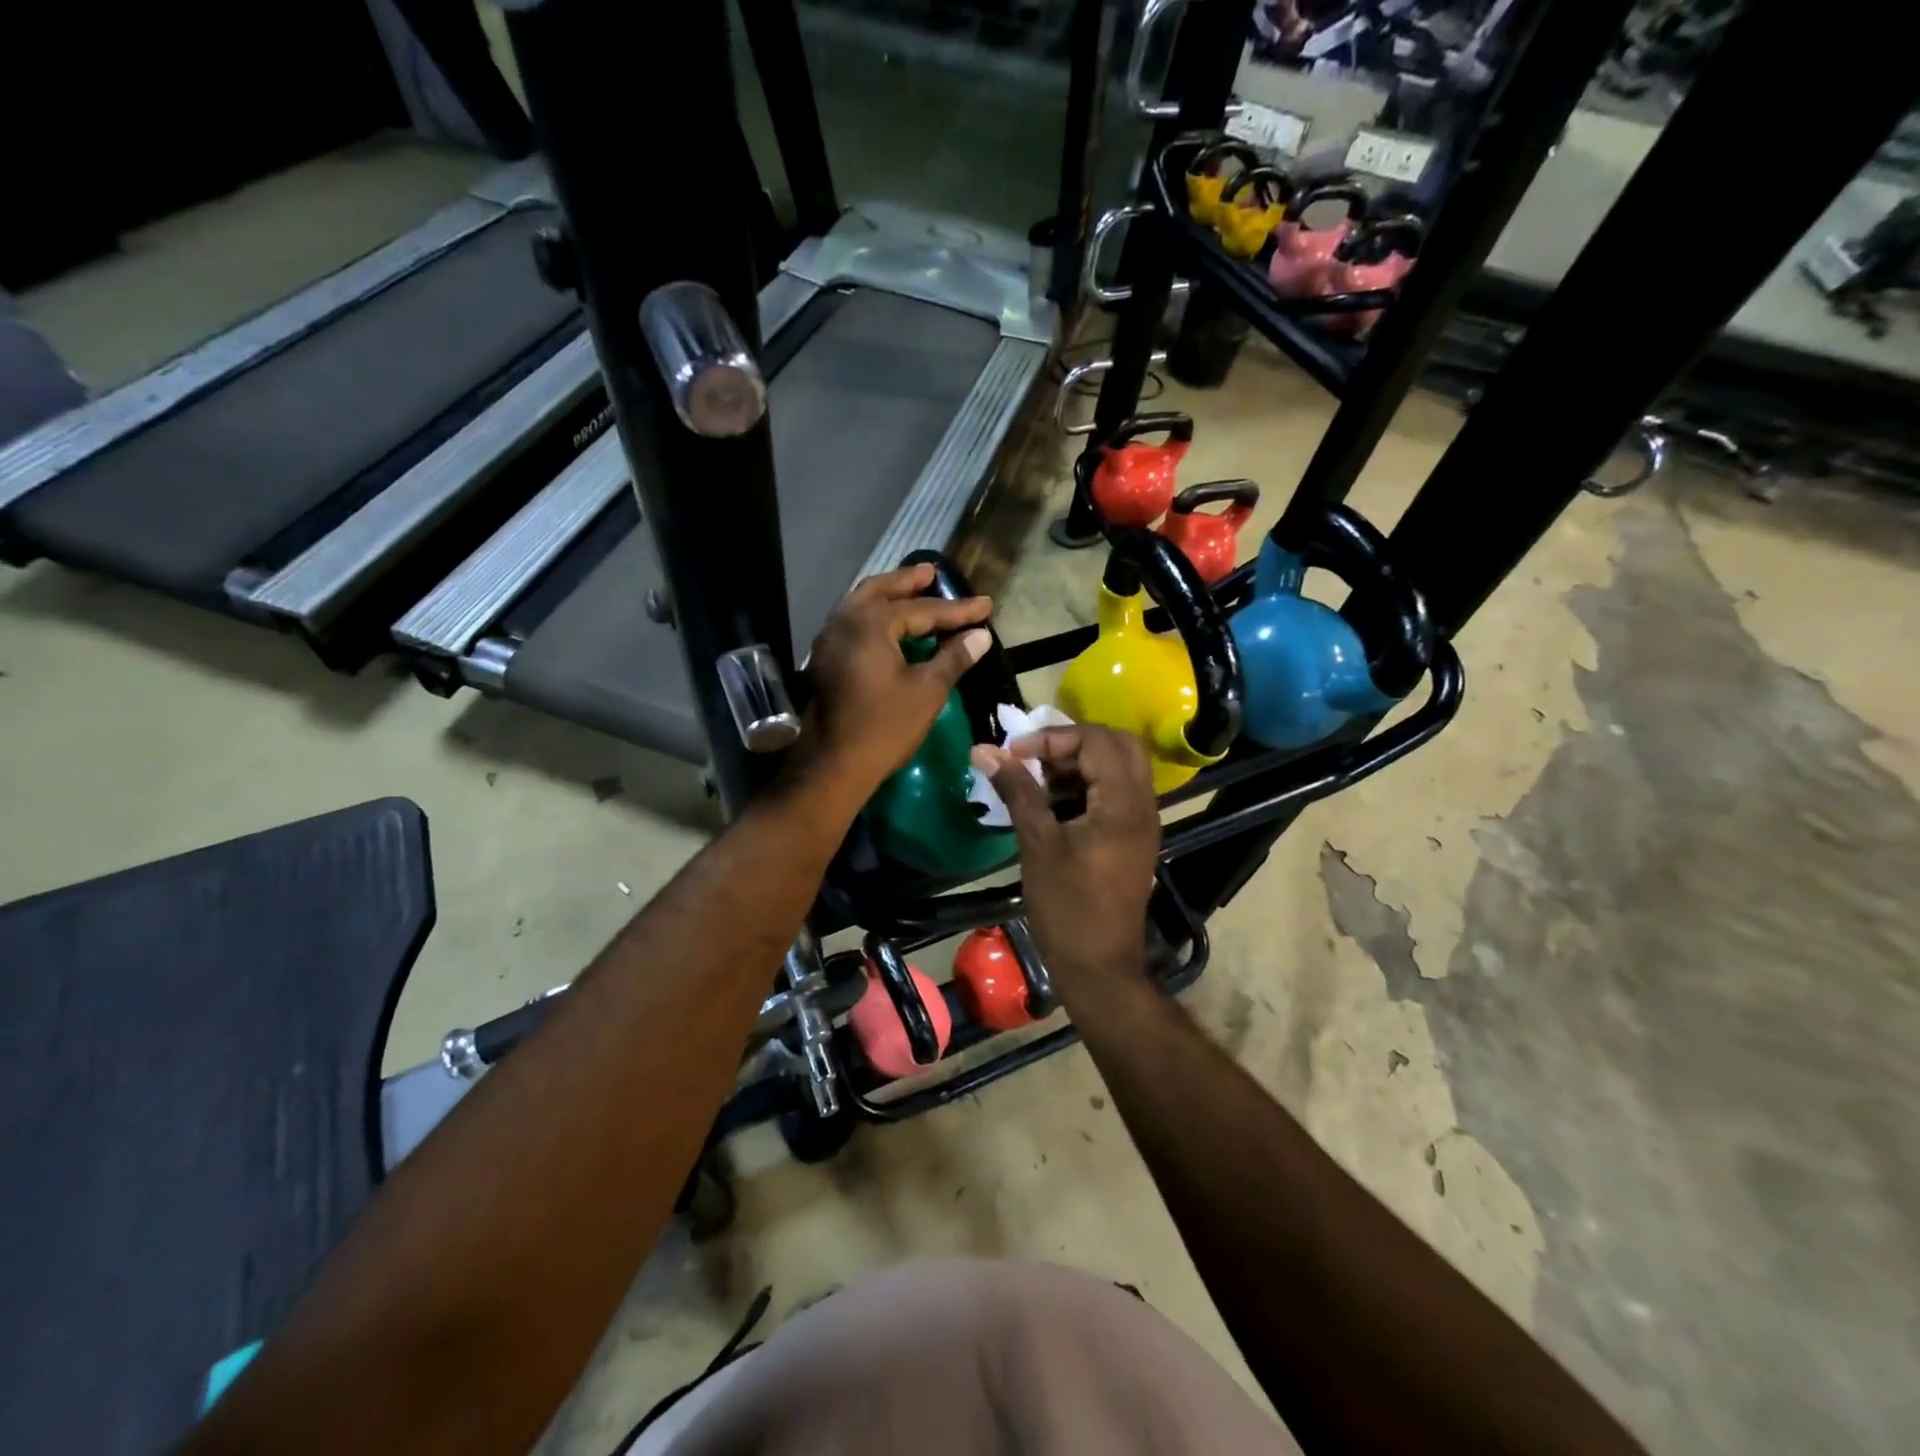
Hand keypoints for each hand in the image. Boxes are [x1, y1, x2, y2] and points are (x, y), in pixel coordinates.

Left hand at [792, 563, 991, 809]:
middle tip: (932, 573)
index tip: (985, 605)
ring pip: (860, 604)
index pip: (921, 609)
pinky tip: (889, 626)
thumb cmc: (884, 726)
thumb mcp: (927, 690)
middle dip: (909, 582)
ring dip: (888, 595)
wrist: (833, 765)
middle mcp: (844, 621)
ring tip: (912, 591)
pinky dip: (873, 615)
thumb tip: (980, 635)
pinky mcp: (825, 660)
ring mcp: (829, 640)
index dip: (957, 610)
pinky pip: (852, 623)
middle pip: (880, 591)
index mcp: (870, 623)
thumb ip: (954, 657)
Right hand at [975, 726, 1161, 988]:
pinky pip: (1115, 793)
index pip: (1097, 741)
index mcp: (1123, 803)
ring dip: (1079, 764)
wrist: (1099, 967)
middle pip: (1117, 745)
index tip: (1015, 754)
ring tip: (1037, 781)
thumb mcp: (1038, 844)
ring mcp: (1142, 822)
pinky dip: (1087, 786)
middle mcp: (1142, 805)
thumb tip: (985, 751)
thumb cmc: (1067, 907)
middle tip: (1034, 759)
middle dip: (1072, 743)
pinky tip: (1053, 805)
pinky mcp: (1133, 839)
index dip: (1053, 738)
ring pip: (1118, 768)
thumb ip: (1017, 791)